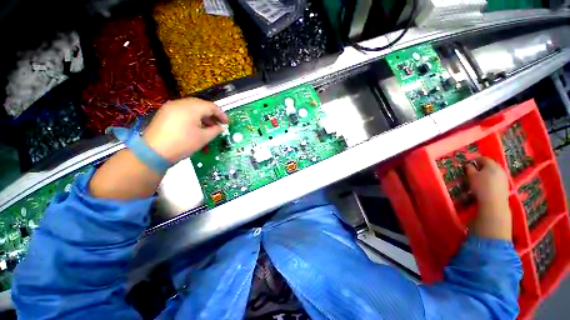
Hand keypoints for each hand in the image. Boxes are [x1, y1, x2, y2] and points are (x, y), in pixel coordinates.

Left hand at [143, 98, 227, 162]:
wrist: (154, 152)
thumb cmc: (183, 144)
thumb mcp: (203, 138)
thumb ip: (215, 130)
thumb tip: (220, 127)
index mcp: (191, 108)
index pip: (211, 106)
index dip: (221, 114)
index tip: (227, 123)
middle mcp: (181, 103)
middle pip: (201, 105)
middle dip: (212, 115)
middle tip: (218, 124)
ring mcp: (171, 107)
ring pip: (192, 108)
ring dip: (202, 116)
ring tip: (208, 127)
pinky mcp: (165, 113)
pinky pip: (183, 111)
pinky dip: (192, 117)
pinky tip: (195, 126)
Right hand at [465, 157, 511, 240]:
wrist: (494, 202)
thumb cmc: (481, 186)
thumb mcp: (471, 176)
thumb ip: (469, 168)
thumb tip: (468, 164)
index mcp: (491, 164)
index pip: (483, 158)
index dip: (475, 160)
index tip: (469, 163)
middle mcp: (500, 168)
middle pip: (490, 164)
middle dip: (482, 166)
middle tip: (474, 171)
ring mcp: (504, 177)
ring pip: (494, 172)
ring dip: (487, 173)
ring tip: (479, 178)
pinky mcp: (505, 185)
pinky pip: (497, 178)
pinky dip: (491, 179)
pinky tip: (486, 184)